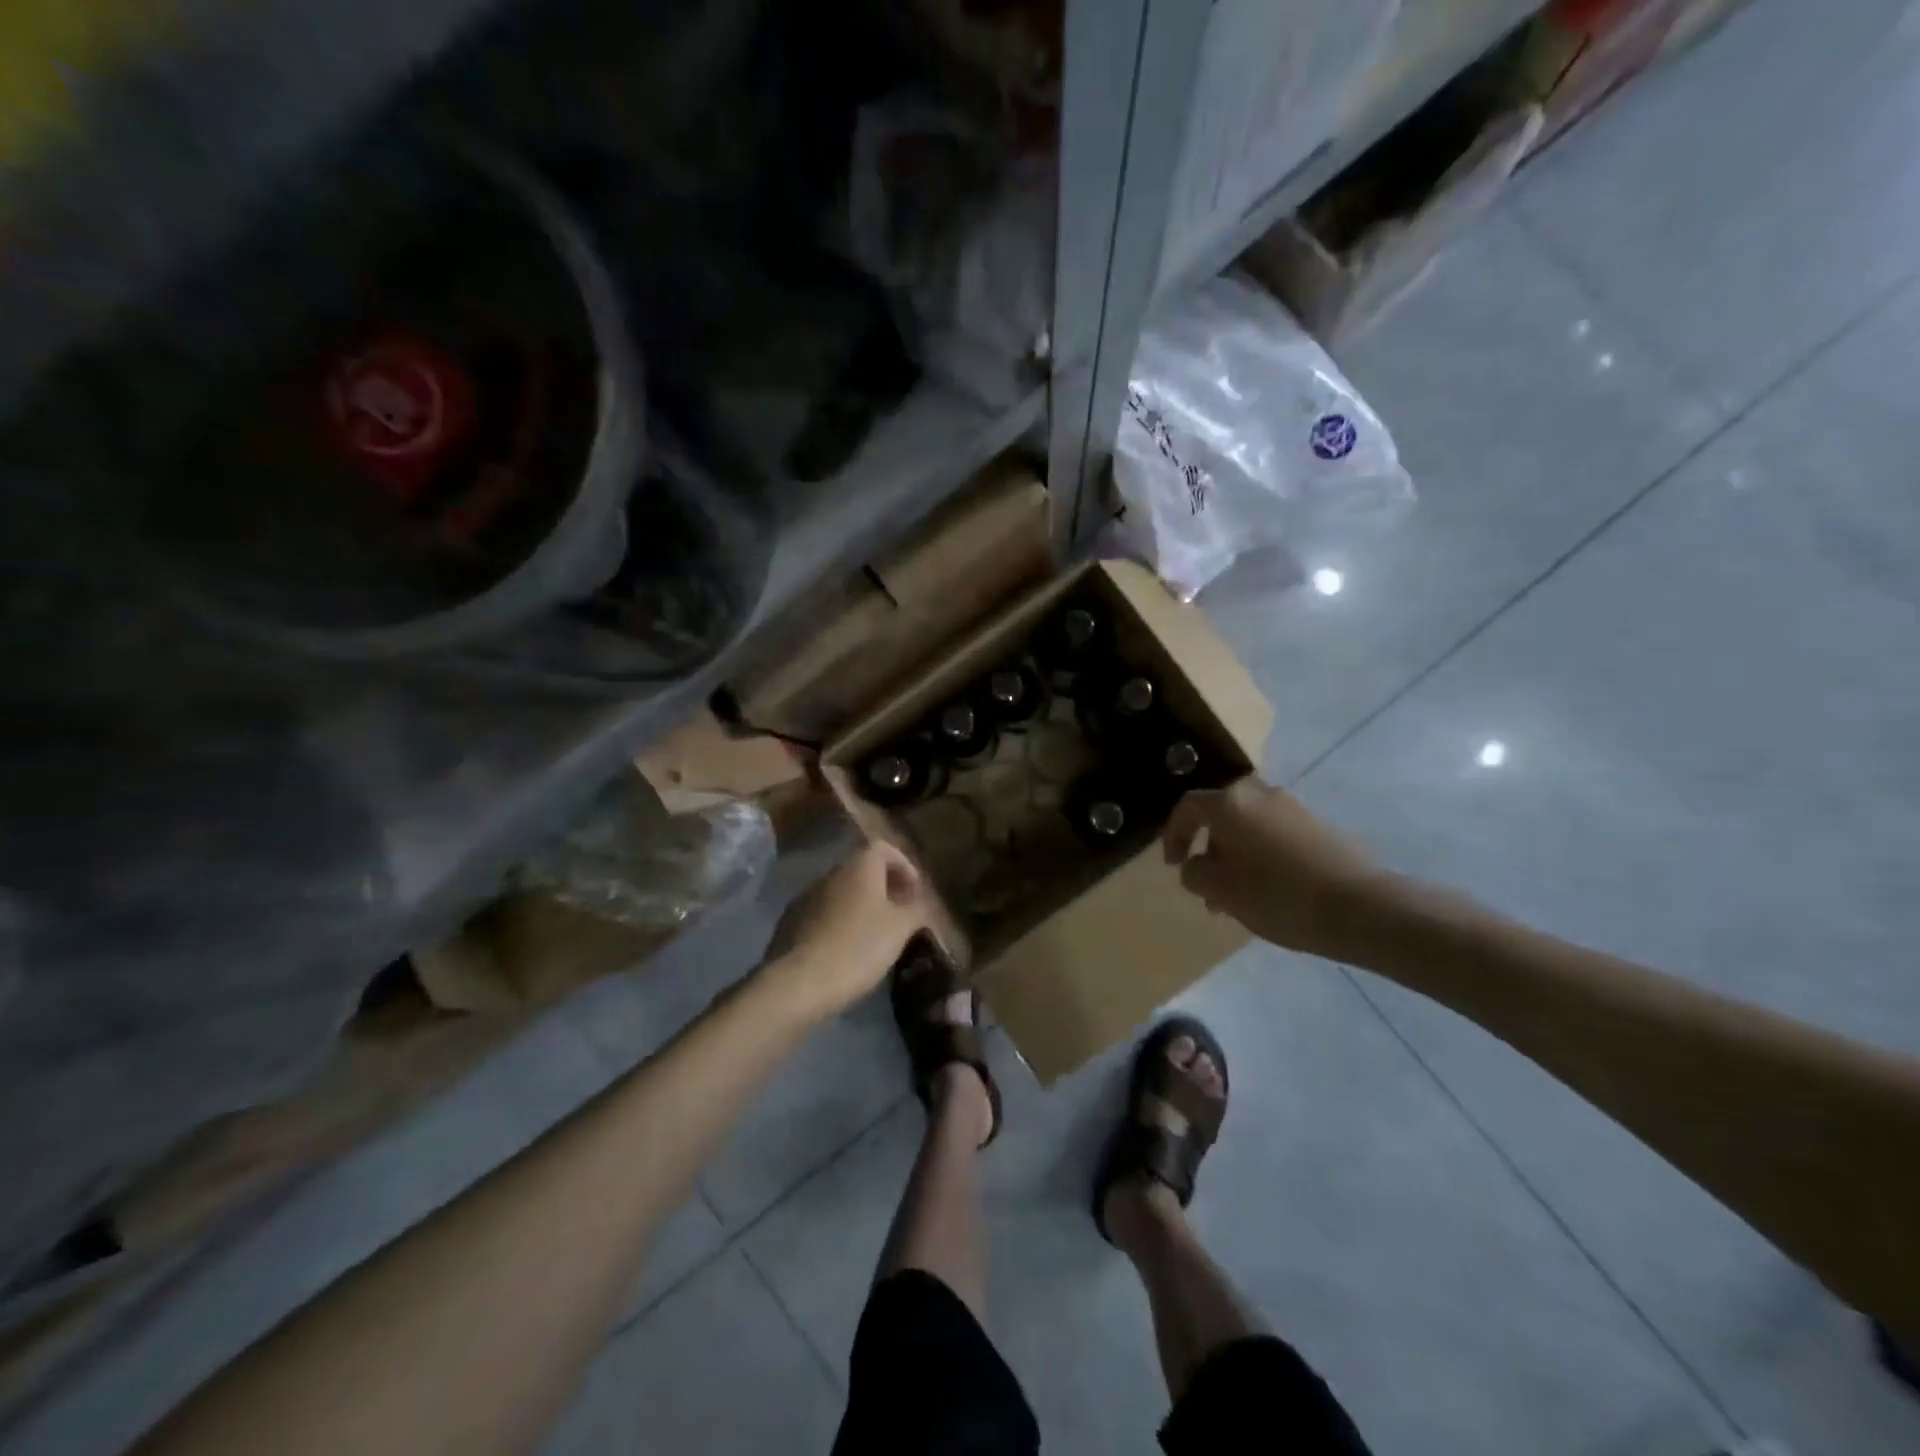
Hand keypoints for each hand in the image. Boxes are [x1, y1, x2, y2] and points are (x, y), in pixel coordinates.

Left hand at [760, 842, 935, 1019]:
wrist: (799, 982)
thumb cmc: (858, 947)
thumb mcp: (900, 929)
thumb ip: (916, 909)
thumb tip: (920, 900)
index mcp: (859, 867)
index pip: (883, 848)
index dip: (903, 865)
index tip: (915, 890)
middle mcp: (830, 874)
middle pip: (861, 869)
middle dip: (882, 887)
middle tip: (899, 913)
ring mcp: (806, 897)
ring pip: (841, 893)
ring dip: (859, 905)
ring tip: (874, 934)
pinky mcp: (790, 923)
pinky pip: (822, 913)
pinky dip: (839, 922)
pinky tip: (846, 949)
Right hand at [1162, 777, 1389, 956]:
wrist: (1360, 907)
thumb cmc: (1277, 895)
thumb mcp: (1220, 890)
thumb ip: (1194, 872)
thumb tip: (1196, 864)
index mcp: (1230, 802)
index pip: (1188, 807)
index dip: (1174, 835)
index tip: (1172, 864)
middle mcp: (1260, 794)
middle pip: (1221, 814)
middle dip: (1209, 847)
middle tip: (1205, 882)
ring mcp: (1294, 807)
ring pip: (1249, 826)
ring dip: (1236, 854)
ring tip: (1237, 895)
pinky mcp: (1319, 826)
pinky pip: (1275, 835)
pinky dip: (1262, 855)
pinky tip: (1269, 889)